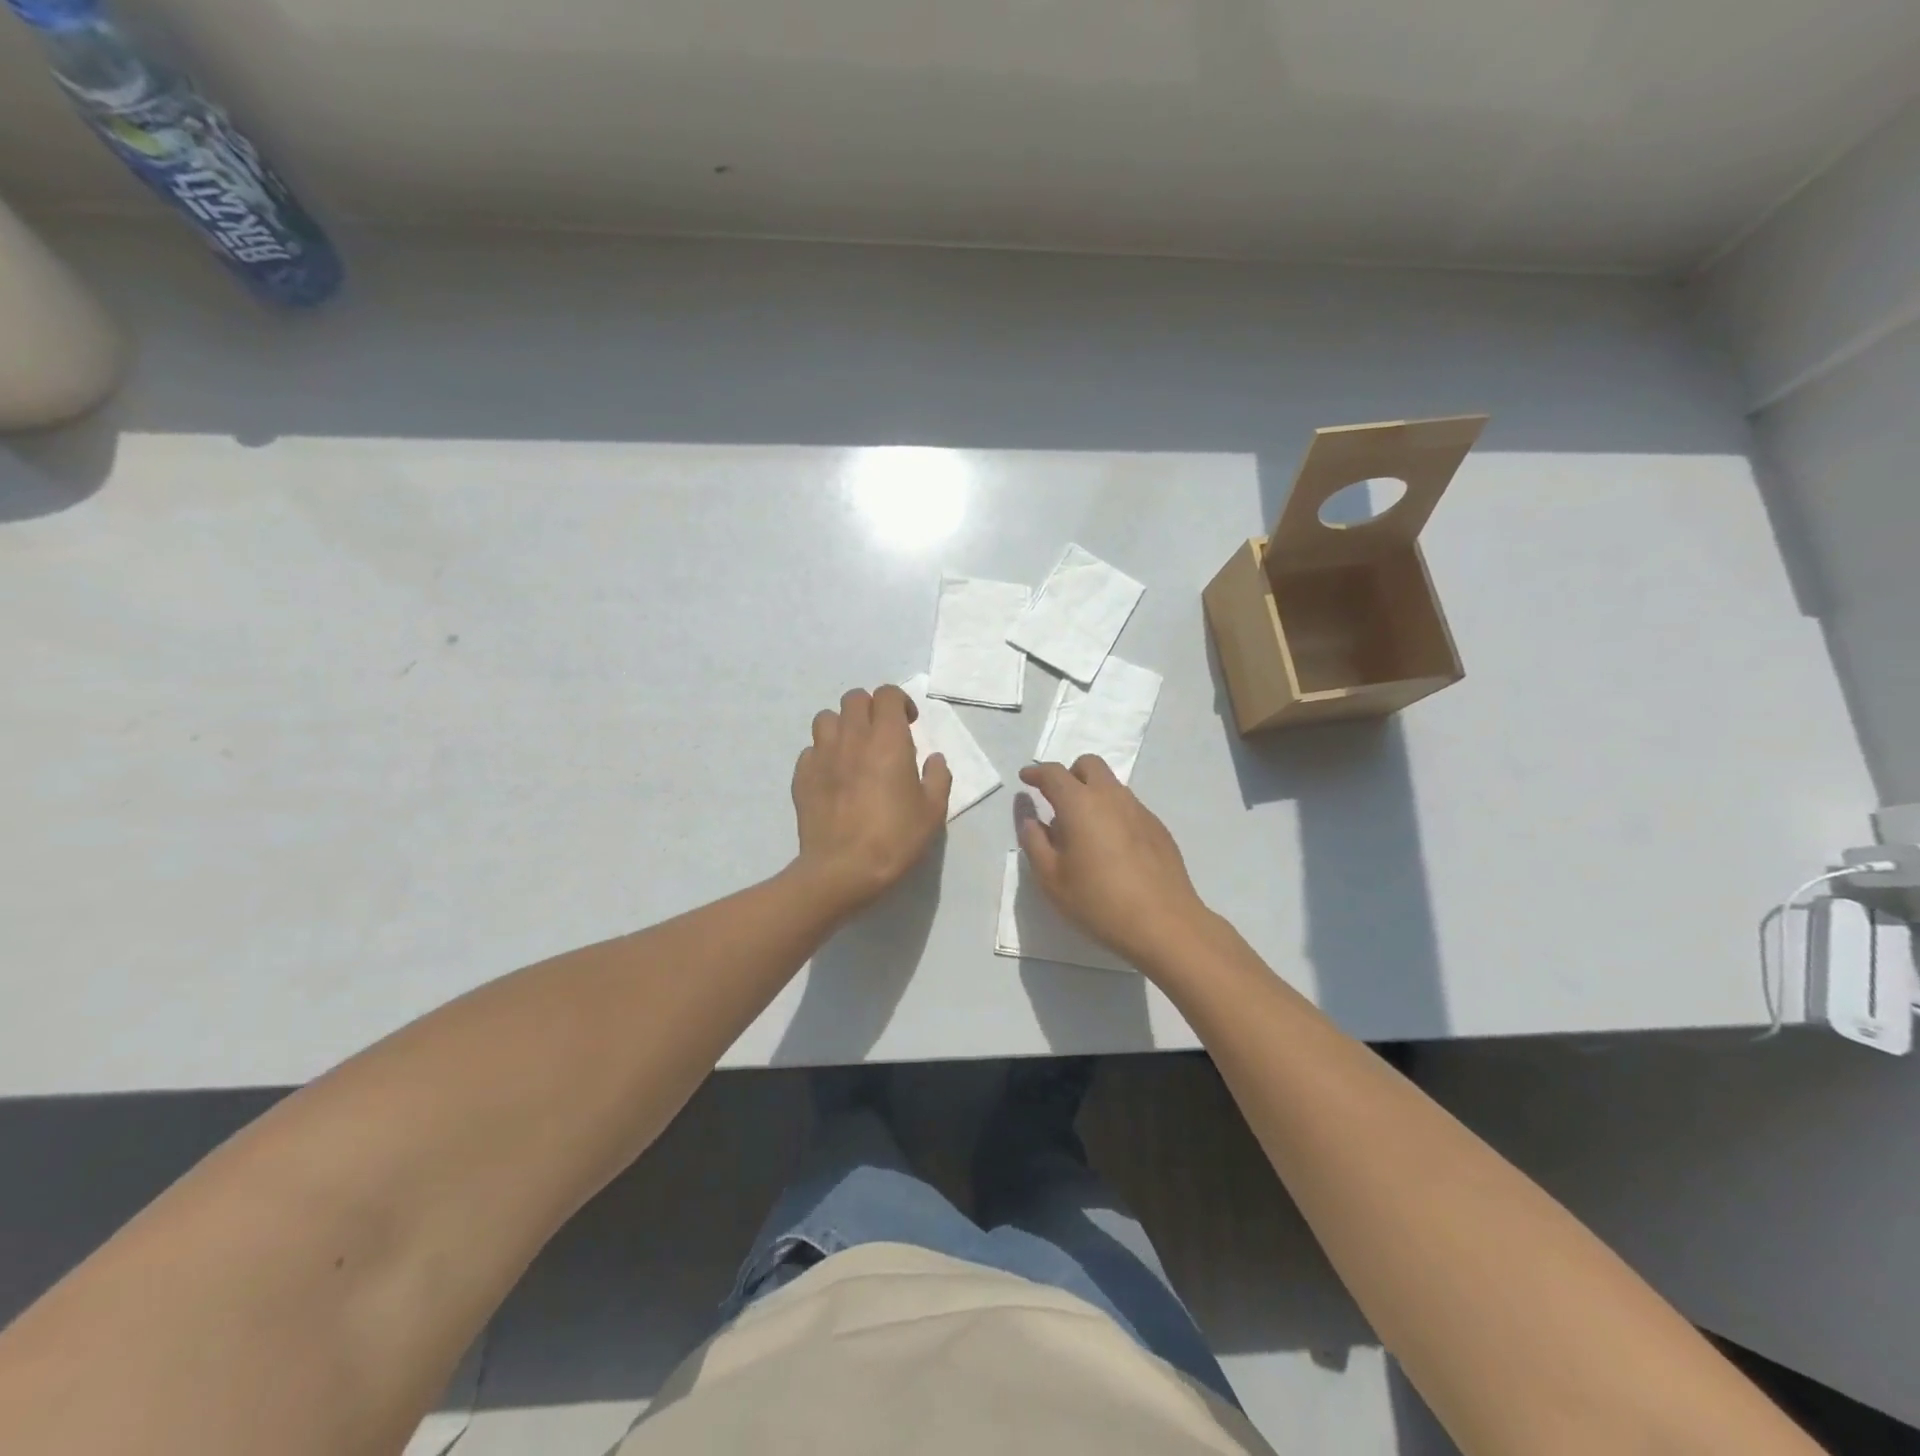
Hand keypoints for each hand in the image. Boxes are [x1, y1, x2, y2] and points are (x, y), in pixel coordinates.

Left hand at [792, 685, 951, 913]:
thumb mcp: (932, 812)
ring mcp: (822, 755)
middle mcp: (852, 738)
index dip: (899, 702)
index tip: (909, 724)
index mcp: (887, 740)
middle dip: (870, 708)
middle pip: (854, 698)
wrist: (842, 870)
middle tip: (882, 735)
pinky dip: (823, 755)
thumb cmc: (894, 839)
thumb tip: (934, 759)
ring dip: (842, 726)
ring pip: (826, 718)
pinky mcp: (801, 776)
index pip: (887, 694)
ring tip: (853, 751)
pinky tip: (833, 778)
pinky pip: (811, 750)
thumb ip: (937, 778)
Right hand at [1017, 757, 1212, 971]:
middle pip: (1089, 765)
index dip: (1036, 773)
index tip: (1025, 779)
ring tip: (1084, 831)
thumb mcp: (1051, 878)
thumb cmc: (1098, 902)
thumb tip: (1029, 816)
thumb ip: (1034, 840)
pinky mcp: (1158, 828)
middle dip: (1069, 774)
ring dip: (1093, 793)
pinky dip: (1113, 813)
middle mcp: (1112, 797)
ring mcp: (1140, 810)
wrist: (1164, 924)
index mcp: (1080, 804)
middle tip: (1057, 801)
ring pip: (1111, 785)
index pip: (1053, 773)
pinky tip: (1112, 848)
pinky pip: (1129, 806)